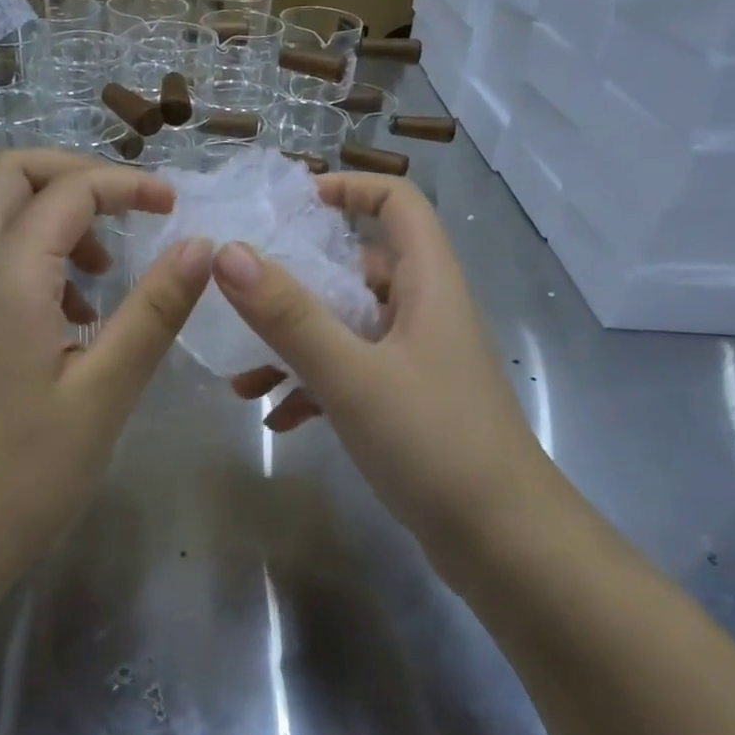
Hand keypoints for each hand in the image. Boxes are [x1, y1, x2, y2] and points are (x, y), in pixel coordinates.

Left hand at [0, 150, 211, 583]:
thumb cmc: (26, 472)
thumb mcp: (106, 390)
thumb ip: (155, 310)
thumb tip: (201, 245)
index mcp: (9, 276)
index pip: (68, 190)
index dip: (127, 185)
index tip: (174, 208)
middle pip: (13, 173)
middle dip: (77, 174)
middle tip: (129, 210)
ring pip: (2, 211)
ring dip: (59, 214)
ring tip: (107, 269)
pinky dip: (43, 252)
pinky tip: (79, 314)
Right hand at [214, 174, 547, 574]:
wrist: (505, 545)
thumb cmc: (433, 442)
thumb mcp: (351, 374)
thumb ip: (289, 314)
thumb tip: (229, 254)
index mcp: (429, 283)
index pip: (398, 203)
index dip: (350, 188)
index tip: (291, 205)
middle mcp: (427, 310)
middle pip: (359, 268)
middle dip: (297, 285)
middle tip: (240, 299)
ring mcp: (420, 358)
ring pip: (349, 328)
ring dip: (297, 345)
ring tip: (243, 380)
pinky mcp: (411, 402)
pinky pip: (355, 374)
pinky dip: (316, 386)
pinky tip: (278, 420)